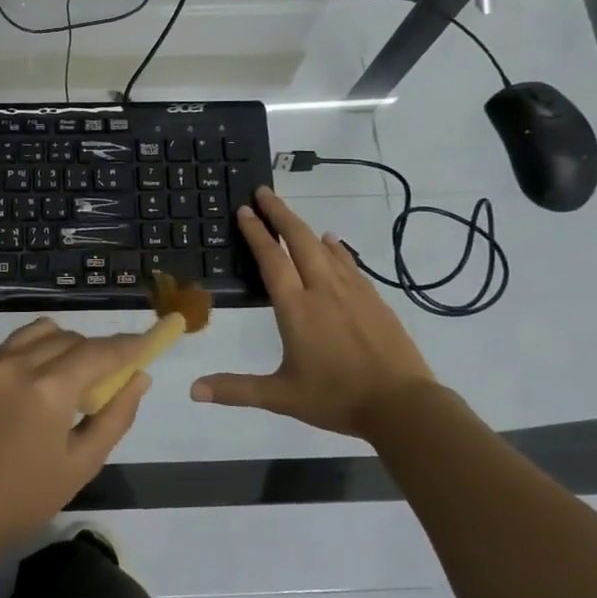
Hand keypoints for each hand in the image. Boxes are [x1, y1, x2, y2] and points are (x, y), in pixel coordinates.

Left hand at [0, 319, 154, 551]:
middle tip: (112, 380)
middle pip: (73, 339)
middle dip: (99, 352)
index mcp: (48, 389)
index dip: (128, 345)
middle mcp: (19, 363)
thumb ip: (115, 416)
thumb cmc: (23, 499)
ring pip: (44, 332)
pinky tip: (44, 379)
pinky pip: (17, 343)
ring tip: (75, 378)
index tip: (150, 342)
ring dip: (68, 344)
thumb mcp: (81, 464)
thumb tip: (139, 378)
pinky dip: (40, 348)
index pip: (99, 352)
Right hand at [191, 185, 437, 437]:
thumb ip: (237, 390)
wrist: (403, 406)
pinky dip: (336, 248)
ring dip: (305, 227)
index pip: (272, 260)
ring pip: (325, 248)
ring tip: (290, 214)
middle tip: (263, 191)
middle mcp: (323, 291)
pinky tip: (333, 243)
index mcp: (296, 310)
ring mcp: (353, 292)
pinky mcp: (375, 300)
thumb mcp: (281, 397)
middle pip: (300, 240)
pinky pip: (349, 263)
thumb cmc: (337, 399)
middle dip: (280, 213)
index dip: (256, 233)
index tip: (244, 210)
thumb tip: (193, 390)